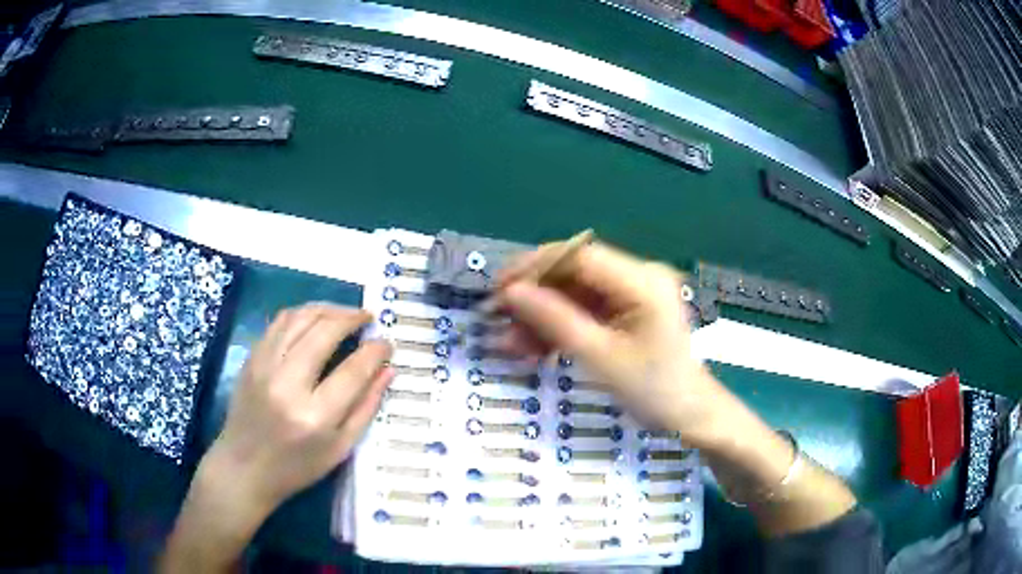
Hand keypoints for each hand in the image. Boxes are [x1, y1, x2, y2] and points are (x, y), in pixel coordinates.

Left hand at [159, 303, 392, 572]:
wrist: (244, 467)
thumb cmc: (296, 467)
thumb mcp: (340, 449)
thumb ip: (366, 408)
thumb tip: (388, 370)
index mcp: (314, 416)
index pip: (352, 370)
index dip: (375, 351)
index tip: (387, 343)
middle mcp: (287, 384)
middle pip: (324, 332)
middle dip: (351, 318)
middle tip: (368, 318)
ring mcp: (264, 367)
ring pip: (300, 318)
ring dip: (327, 309)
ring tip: (345, 314)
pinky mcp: (251, 359)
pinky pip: (279, 322)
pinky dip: (302, 313)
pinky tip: (316, 318)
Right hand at [497, 243, 857, 536]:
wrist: (692, 416)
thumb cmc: (655, 390)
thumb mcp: (601, 358)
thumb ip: (556, 321)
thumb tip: (512, 293)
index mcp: (641, 280)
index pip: (578, 256)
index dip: (534, 267)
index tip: (498, 289)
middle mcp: (637, 277)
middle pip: (573, 274)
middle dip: (534, 297)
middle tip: (499, 321)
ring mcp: (632, 295)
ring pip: (574, 294)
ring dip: (542, 317)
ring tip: (511, 345)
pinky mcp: (626, 313)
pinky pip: (585, 312)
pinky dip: (559, 328)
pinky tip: (534, 349)